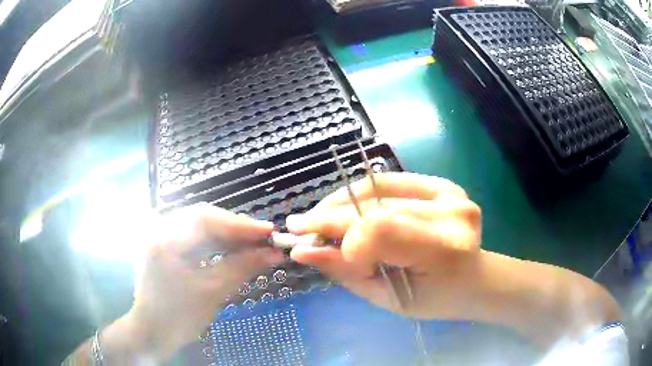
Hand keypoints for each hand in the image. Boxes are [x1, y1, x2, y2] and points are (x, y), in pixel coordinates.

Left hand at [124, 204, 284, 360]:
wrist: (154, 332)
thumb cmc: (179, 316)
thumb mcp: (212, 292)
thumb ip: (242, 268)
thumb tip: (273, 253)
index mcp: (165, 239)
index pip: (205, 219)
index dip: (239, 224)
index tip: (269, 231)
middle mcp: (161, 230)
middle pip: (203, 219)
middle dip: (235, 229)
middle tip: (263, 238)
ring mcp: (162, 237)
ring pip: (201, 227)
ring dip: (228, 235)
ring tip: (253, 244)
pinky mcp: (167, 246)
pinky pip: (195, 238)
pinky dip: (216, 243)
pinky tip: (233, 250)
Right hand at [286, 172, 482, 319]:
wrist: (473, 279)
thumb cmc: (433, 299)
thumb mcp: (387, 298)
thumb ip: (346, 272)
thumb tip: (301, 251)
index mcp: (444, 251)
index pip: (379, 231)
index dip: (343, 242)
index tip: (318, 253)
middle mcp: (451, 214)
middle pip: (374, 206)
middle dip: (330, 218)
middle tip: (298, 226)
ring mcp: (450, 193)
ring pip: (377, 187)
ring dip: (342, 202)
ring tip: (320, 217)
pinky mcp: (444, 184)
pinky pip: (390, 180)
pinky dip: (363, 193)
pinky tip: (346, 206)